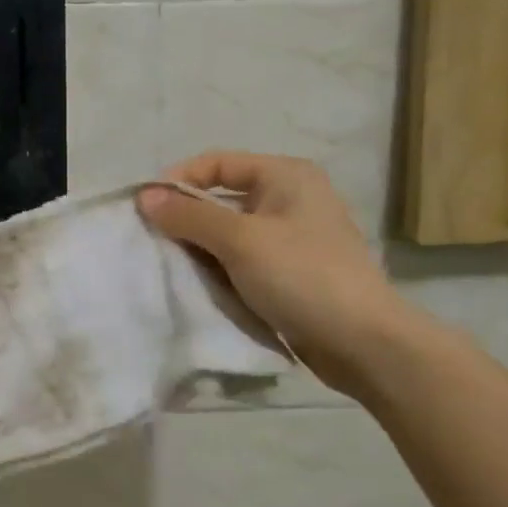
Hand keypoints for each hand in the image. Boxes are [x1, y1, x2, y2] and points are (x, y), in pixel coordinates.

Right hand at [138, 152, 422, 400]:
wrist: (363, 343)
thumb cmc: (302, 276)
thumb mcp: (240, 240)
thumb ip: (189, 216)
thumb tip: (144, 196)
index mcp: (285, 175)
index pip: (217, 163)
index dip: (178, 180)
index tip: (146, 209)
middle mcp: (290, 198)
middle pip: (221, 198)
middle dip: (186, 218)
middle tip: (153, 241)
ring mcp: (292, 237)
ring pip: (229, 232)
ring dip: (200, 247)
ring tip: (170, 266)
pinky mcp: (290, 272)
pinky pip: (242, 260)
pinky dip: (219, 268)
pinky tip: (198, 285)